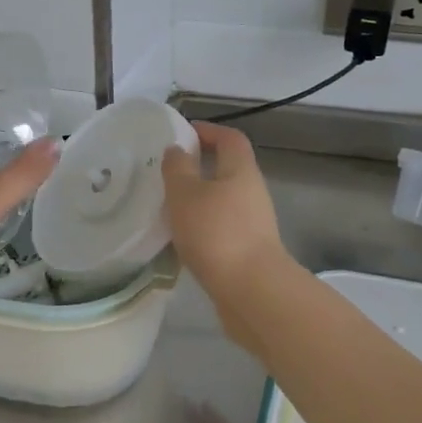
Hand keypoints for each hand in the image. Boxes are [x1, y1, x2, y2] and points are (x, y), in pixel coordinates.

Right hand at [160, 123, 291, 306]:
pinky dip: (202, 226)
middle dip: (199, 167)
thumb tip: (177, 150)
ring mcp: (253, 224)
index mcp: (241, 170)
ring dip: (199, 199)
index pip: (230, 138)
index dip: (208, 130)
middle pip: (228, 169)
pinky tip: (181, 238)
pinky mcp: (248, 250)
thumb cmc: (216, 233)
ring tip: (168, 207)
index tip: (183, 133)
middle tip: (167, 173)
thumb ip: (177, 168)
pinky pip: (222, 227)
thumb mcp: (185, 194)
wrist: (252, 292)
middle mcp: (252, 192)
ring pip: (223, 201)